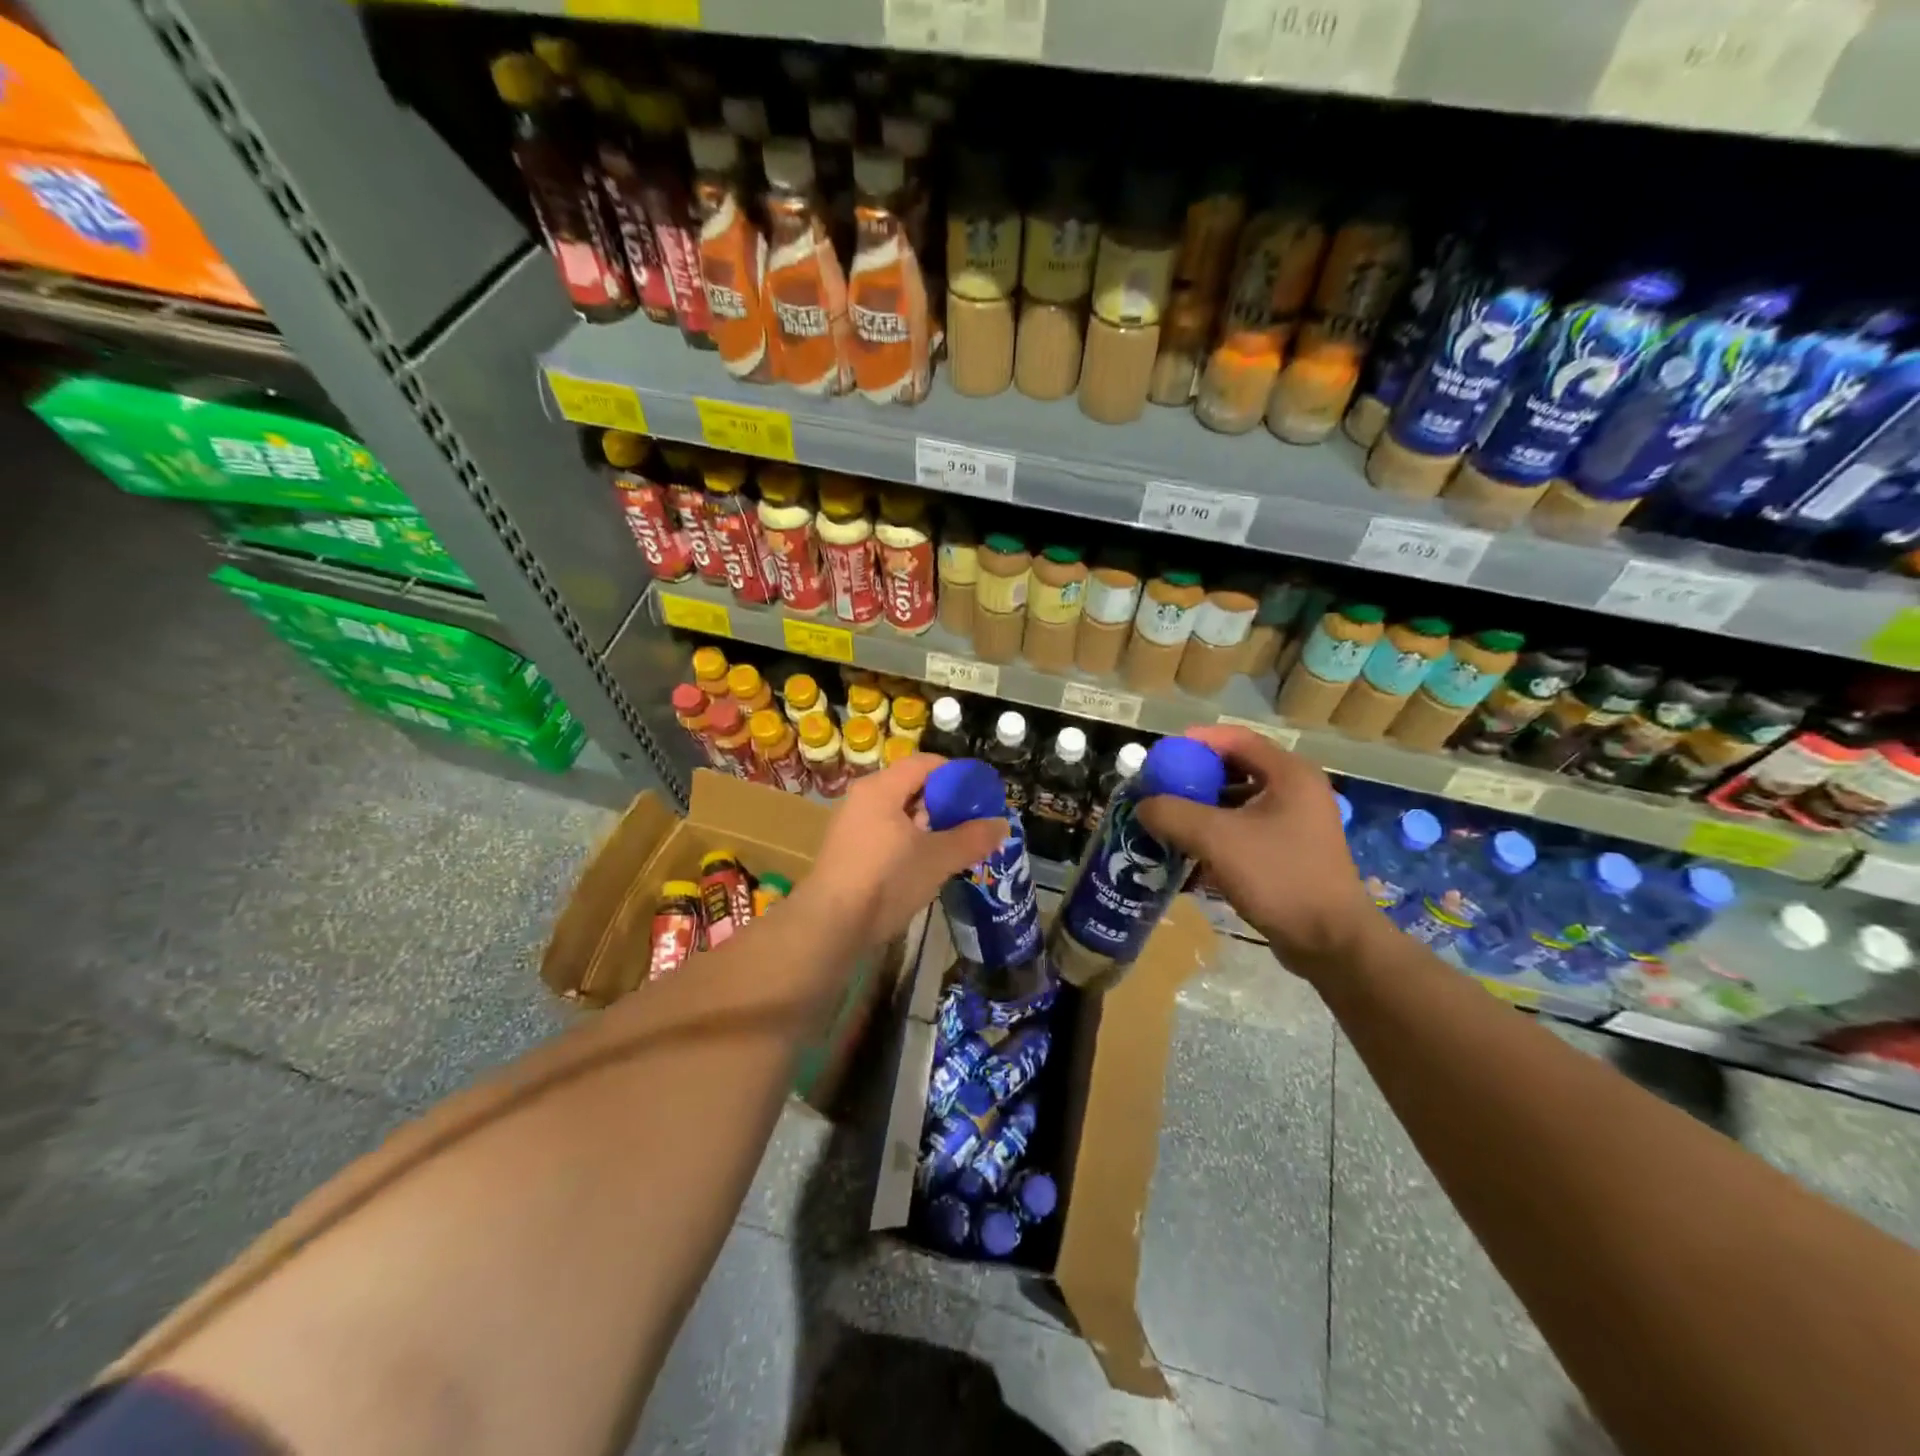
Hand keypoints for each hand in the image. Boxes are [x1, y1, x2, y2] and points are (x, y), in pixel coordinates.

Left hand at [796, 753, 1005, 949]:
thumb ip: (972, 838)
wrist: (831, 924)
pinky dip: (908, 841)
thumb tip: (1002, 824)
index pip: (925, 763)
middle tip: (970, 823)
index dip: (956, 774)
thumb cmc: (887, 880)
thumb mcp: (938, 858)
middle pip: (911, 787)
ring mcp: (851, 825)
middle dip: (944, 803)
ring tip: (952, 846)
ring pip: (898, 813)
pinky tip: (925, 864)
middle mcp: (862, 798)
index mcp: (881, 788)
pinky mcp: (847, 851)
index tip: (980, 794)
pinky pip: (885, 833)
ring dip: (927, 825)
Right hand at [1135, 726, 1374, 974]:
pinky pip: (1246, 830)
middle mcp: (1297, 791)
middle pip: (1236, 769)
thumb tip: (1144, 805)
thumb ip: (1173, 813)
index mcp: (1289, 774)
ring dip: (1203, 808)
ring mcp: (1296, 823)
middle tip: (1161, 789)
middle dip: (1195, 778)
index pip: (1236, 738)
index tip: (1162, 756)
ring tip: (1170, 821)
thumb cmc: (1278, 877)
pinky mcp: (1291, 852)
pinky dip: (1218, 834)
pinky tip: (1192, 853)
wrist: (1330, 942)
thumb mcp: (1216, 839)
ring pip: (1239, 802)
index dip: (1196, 742)